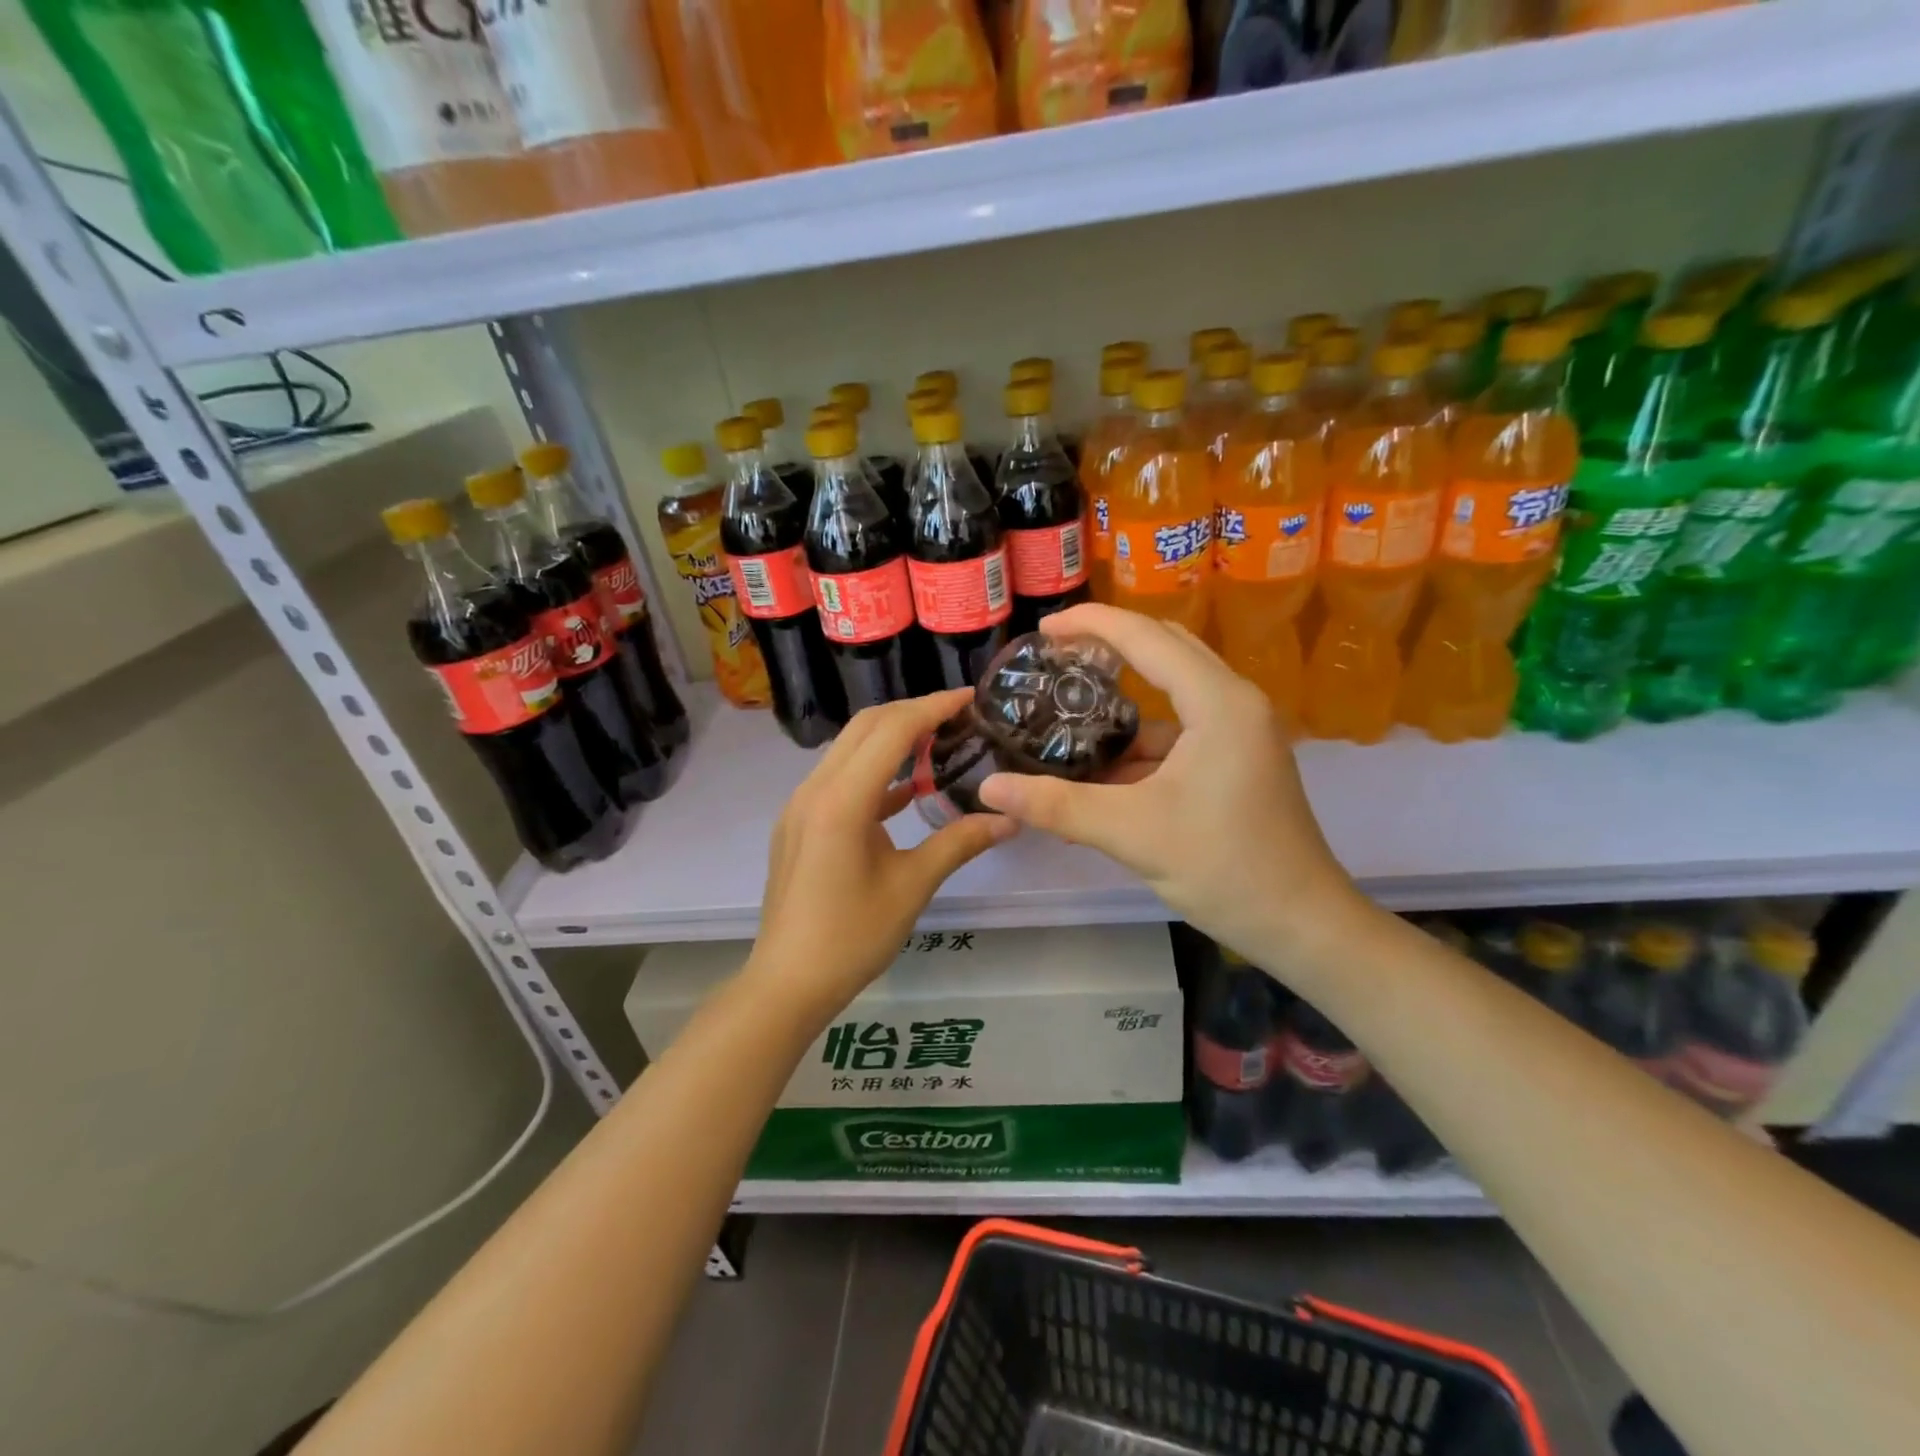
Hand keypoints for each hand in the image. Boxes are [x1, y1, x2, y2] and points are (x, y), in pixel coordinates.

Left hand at [748, 689, 1016, 1018]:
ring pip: (850, 749)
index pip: (891, 730)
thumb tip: (1009, 819)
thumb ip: (960, 842)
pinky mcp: (799, 822)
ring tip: (939, 741)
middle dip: (912, 712)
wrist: (787, 981)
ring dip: (891, 737)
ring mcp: (801, 805)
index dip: (933, 707)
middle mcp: (815, 789)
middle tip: (958, 715)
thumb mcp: (912, 886)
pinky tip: (908, 788)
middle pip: (865, 727)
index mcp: (842, 800)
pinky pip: (840, 778)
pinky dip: (875, 771)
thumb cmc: (852, 936)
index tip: (969, 697)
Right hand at [977, 604, 1366, 974]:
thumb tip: (989, 788)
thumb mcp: (1132, 833)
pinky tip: (1102, 771)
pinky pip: (1180, 732)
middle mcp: (1235, 703)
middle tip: (1054, 656)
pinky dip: (1141, 743)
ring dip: (1123, 704)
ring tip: (1068, 714)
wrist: (1301, 924)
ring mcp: (1240, 731)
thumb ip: (1057, 805)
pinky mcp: (1238, 759)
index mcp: (1219, 703)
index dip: (1091, 624)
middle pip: (1164, 651)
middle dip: (1108, 648)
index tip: (1043, 629)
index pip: (1147, 638)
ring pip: (1173, 695)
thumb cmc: (1225, 868)